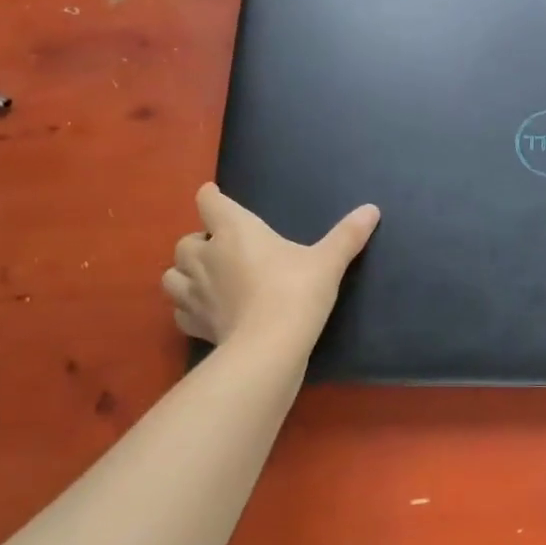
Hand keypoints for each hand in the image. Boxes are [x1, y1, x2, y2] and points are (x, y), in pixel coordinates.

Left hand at [161, 184, 379, 346]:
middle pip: (186, 240)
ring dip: (185, 273)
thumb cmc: (296, 292)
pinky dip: (188, 308)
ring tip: (206, 278)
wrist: (270, 348)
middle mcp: (207, 257)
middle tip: (222, 248)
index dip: (211, 197)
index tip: (216, 196)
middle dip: (199, 242)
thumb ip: (347, 235)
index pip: (209, 201)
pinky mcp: (195, 325)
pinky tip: (206, 312)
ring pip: (173, 276)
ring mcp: (196, 293)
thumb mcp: (327, 261)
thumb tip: (372, 209)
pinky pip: (180, 312)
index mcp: (234, 230)